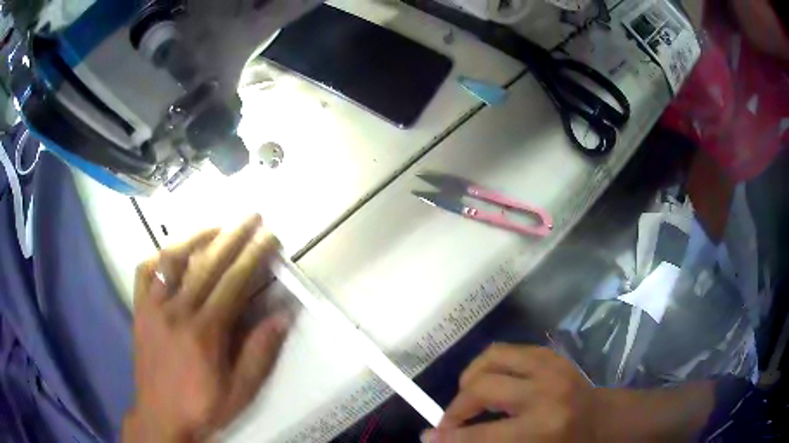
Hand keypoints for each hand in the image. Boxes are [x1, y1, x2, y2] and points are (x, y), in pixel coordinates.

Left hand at [123, 215, 289, 441]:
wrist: (161, 415)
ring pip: (173, 260)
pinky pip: (144, 273)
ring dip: (196, 236)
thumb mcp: (241, 390)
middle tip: (251, 216)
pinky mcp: (139, 310)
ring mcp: (154, 307)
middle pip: (207, 263)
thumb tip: (283, 315)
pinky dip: (158, 257)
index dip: (253, 255)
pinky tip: (171, 253)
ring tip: (216, 225)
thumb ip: (260, 352)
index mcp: (205, 332)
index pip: (234, 282)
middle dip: (232, 235)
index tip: (269, 236)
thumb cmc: (203, 405)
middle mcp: (177, 311)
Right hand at [423, 344, 596, 442]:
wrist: (603, 418)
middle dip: (457, 406)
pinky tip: (492, 382)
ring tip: (470, 397)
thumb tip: (442, 438)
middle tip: (454, 420)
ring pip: (491, 358)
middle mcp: (545, 392)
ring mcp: (549, 366)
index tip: (428, 436)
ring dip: (470, 378)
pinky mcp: (550, 353)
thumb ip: (488, 442)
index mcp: (542, 427)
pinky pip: (506, 350)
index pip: (482, 433)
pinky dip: (489, 366)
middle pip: (482, 386)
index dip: (450, 436)